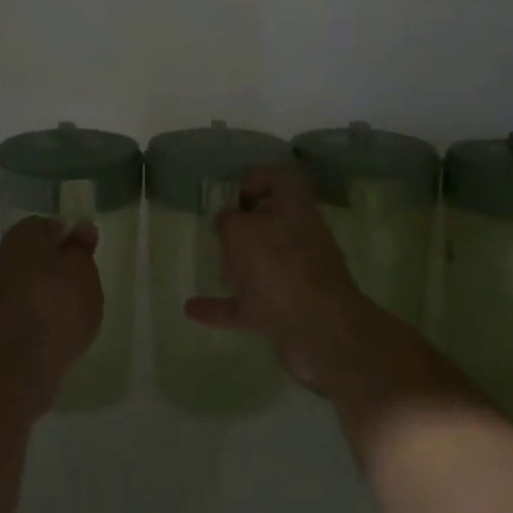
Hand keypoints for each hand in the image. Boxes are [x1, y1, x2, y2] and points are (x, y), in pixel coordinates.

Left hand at [0, 215, 103, 412]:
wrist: (15, 365)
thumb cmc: (57, 305)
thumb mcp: (83, 270)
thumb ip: (81, 249)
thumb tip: (81, 227)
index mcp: (23, 235)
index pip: (46, 225)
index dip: (67, 238)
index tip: (85, 256)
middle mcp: (2, 258)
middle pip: (32, 256)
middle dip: (53, 268)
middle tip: (80, 285)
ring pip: (24, 286)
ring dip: (43, 296)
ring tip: (70, 316)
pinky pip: (19, 314)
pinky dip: (34, 321)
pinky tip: (52, 336)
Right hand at [184, 164, 388, 389]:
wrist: (320, 333)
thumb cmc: (279, 267)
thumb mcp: (242, 231)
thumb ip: (229, 221)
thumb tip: (228, 221)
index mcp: (295, 209)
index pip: (282, 179)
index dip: (256, 179)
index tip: (230, 195)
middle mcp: (299, 239)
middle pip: (271, 223)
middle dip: (244, 226)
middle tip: (217, 230)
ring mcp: (294, 278)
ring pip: (262, 264)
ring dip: (236, 266)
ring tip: (208, 265)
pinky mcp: (286, 312)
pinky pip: (248, 303)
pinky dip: (222, 306)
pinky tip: (192, 309)